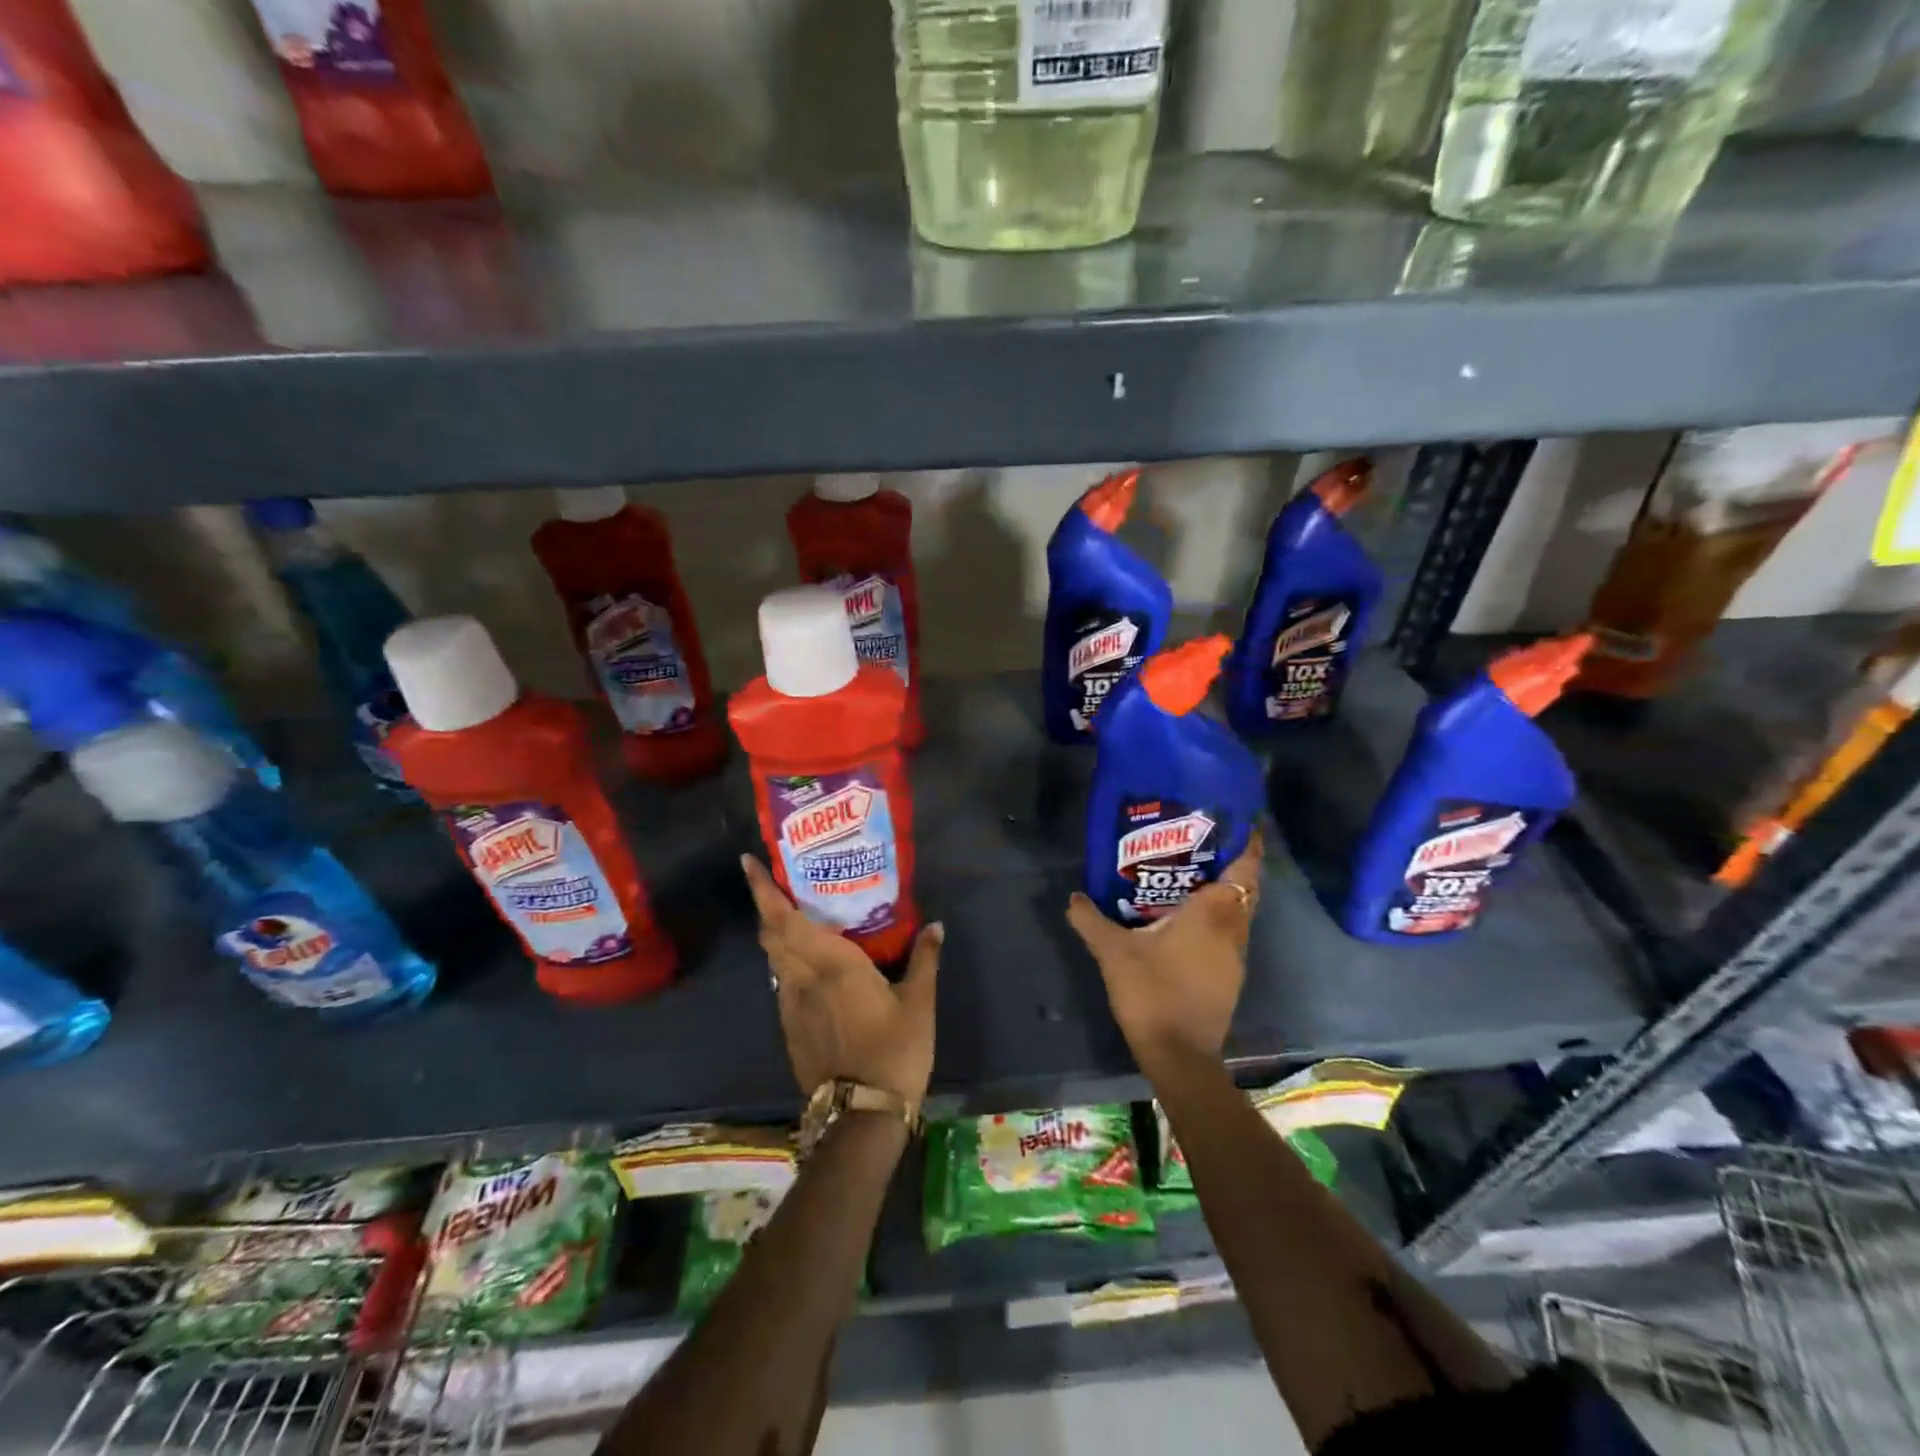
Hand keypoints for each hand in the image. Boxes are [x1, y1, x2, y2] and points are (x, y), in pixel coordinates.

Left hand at [742, 855, 942, 1107]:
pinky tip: (807, 966)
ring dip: (775, 934)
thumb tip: (935, 926)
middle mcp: (802, 979)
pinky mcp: (790, 1029)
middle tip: (774, 881)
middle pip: (772, 935)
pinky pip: (782, 983)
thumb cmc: (895, 1050)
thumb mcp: (919, 1003)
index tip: (749, 862)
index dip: (763, 891)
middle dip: (766, 905)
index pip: (786, 920)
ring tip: (791, 917)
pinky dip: (786, 962)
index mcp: (832, 964)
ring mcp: (791, 1007)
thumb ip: (924, 959)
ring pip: (774, 959)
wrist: (862, 1116)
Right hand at [1065, 830, 1262, 1071]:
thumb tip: (1073, 896)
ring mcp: (1234, 958)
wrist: (1178, 1055)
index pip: (1244, 870)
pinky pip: (1229, 935)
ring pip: (1238, 915)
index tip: (1239, 824)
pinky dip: (1217, 921)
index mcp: (1212, 915)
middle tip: (1202, 845)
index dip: (1248, 846)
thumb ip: (1091, 920)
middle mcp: (1231, 931)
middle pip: (1245, 890)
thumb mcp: (1113, 953)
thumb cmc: (1151, 992)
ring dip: (1224, 895)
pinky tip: (1186, 922)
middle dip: (1232, 865)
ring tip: (1190, 878)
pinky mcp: (1229, 979)